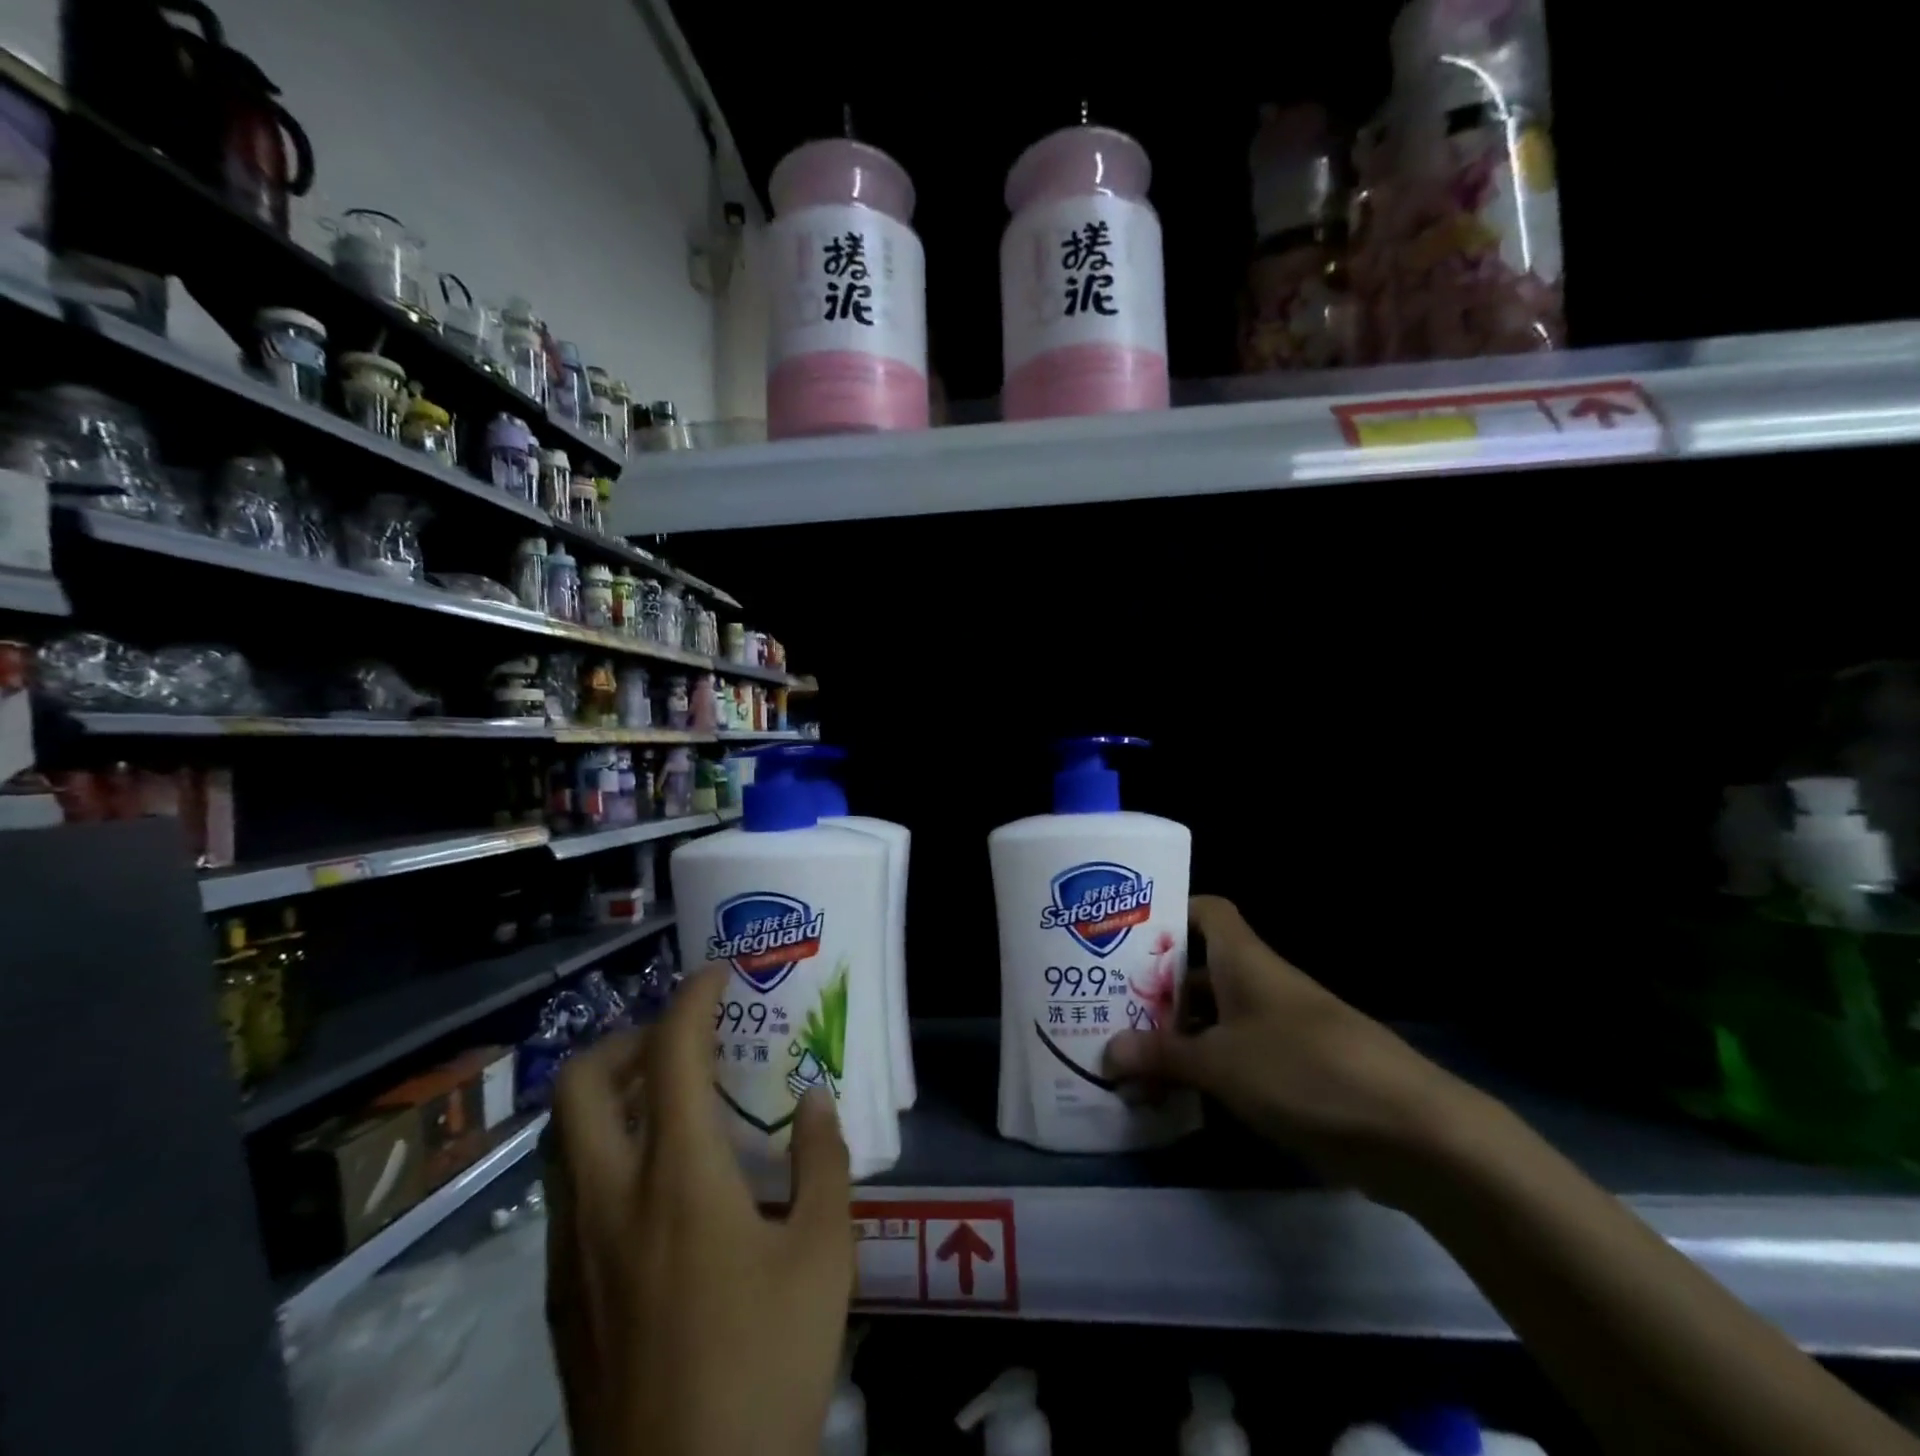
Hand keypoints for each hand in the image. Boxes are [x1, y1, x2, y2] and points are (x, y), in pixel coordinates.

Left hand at [545, 964, 853, 1455]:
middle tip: (678, 1045)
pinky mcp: (558, 1301)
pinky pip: (566, 1192)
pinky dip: (601, 1153)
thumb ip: (821, 1164)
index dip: (692, 999)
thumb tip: (812, 1100)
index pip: (671, 1054)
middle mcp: (608, 1200)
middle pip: (580, 1084)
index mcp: (676, 1179)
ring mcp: (570, 1254)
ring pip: (563, 1138)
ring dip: (608, 1097)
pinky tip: (652, 1189)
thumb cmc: (765, 1369)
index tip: (717, 977)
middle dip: (626, 1039)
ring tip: (667, 1104)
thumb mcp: (824, 1258)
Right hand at [1103, 895, 1476, 1202]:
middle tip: (1107, 1004)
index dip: (1169, 913)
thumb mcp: (1221, 1064)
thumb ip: (1162, 1055)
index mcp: (1245, 960)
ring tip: (1129, 1054)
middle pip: (1202, 969)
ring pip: (1217, 1018)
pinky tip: (1177, 1093)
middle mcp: (1262, 984)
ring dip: (1179, 1034)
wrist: (1414, 1132)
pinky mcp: (1298, 1071)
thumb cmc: (1305, 1071)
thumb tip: (1106, 1052)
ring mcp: (1282, 1028)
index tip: (1125, 935)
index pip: (1206, 911)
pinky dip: (1208, 1068)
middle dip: (1156, 986)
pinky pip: (1239, 1056)